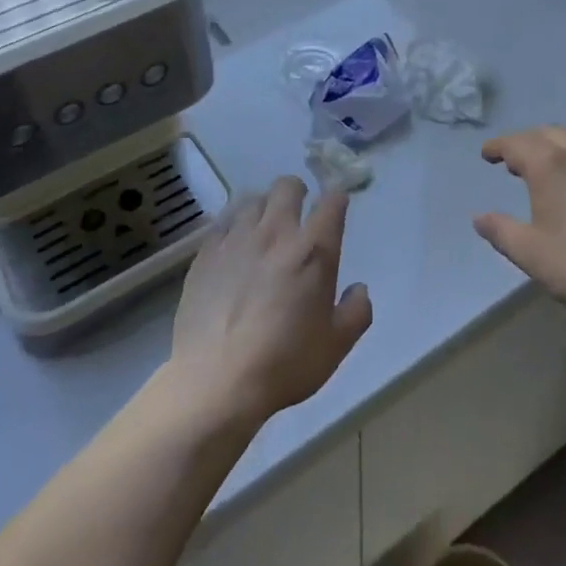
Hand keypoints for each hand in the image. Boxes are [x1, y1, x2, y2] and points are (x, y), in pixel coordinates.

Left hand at [169, 176, 372, 426]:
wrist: (216, 380)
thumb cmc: (284, 363)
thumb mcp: (336, 346)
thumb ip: (356, 312)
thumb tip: (359, 289)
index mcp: (313, 250)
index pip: (332, 202)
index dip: (337, 200)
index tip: (336, 209)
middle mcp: (276, 232)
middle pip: (287, 186)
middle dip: (297, 192)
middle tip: (298, 214)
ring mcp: (237, 238)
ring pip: (252, 198)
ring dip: (264, 207)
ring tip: (264, 228)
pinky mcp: (206, 251)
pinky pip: (223, 220)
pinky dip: (233, 224)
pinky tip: (234, 244)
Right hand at [473, 126, 565, 322]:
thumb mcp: (531, 254)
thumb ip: (501, 231)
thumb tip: (479, 218)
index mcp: (550, 165)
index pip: (516, 143)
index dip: (498, 146)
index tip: (487, 154)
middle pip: (545, 134)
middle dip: (525, 143)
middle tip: (513, 162)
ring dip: (553, 147)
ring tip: (546, 169)